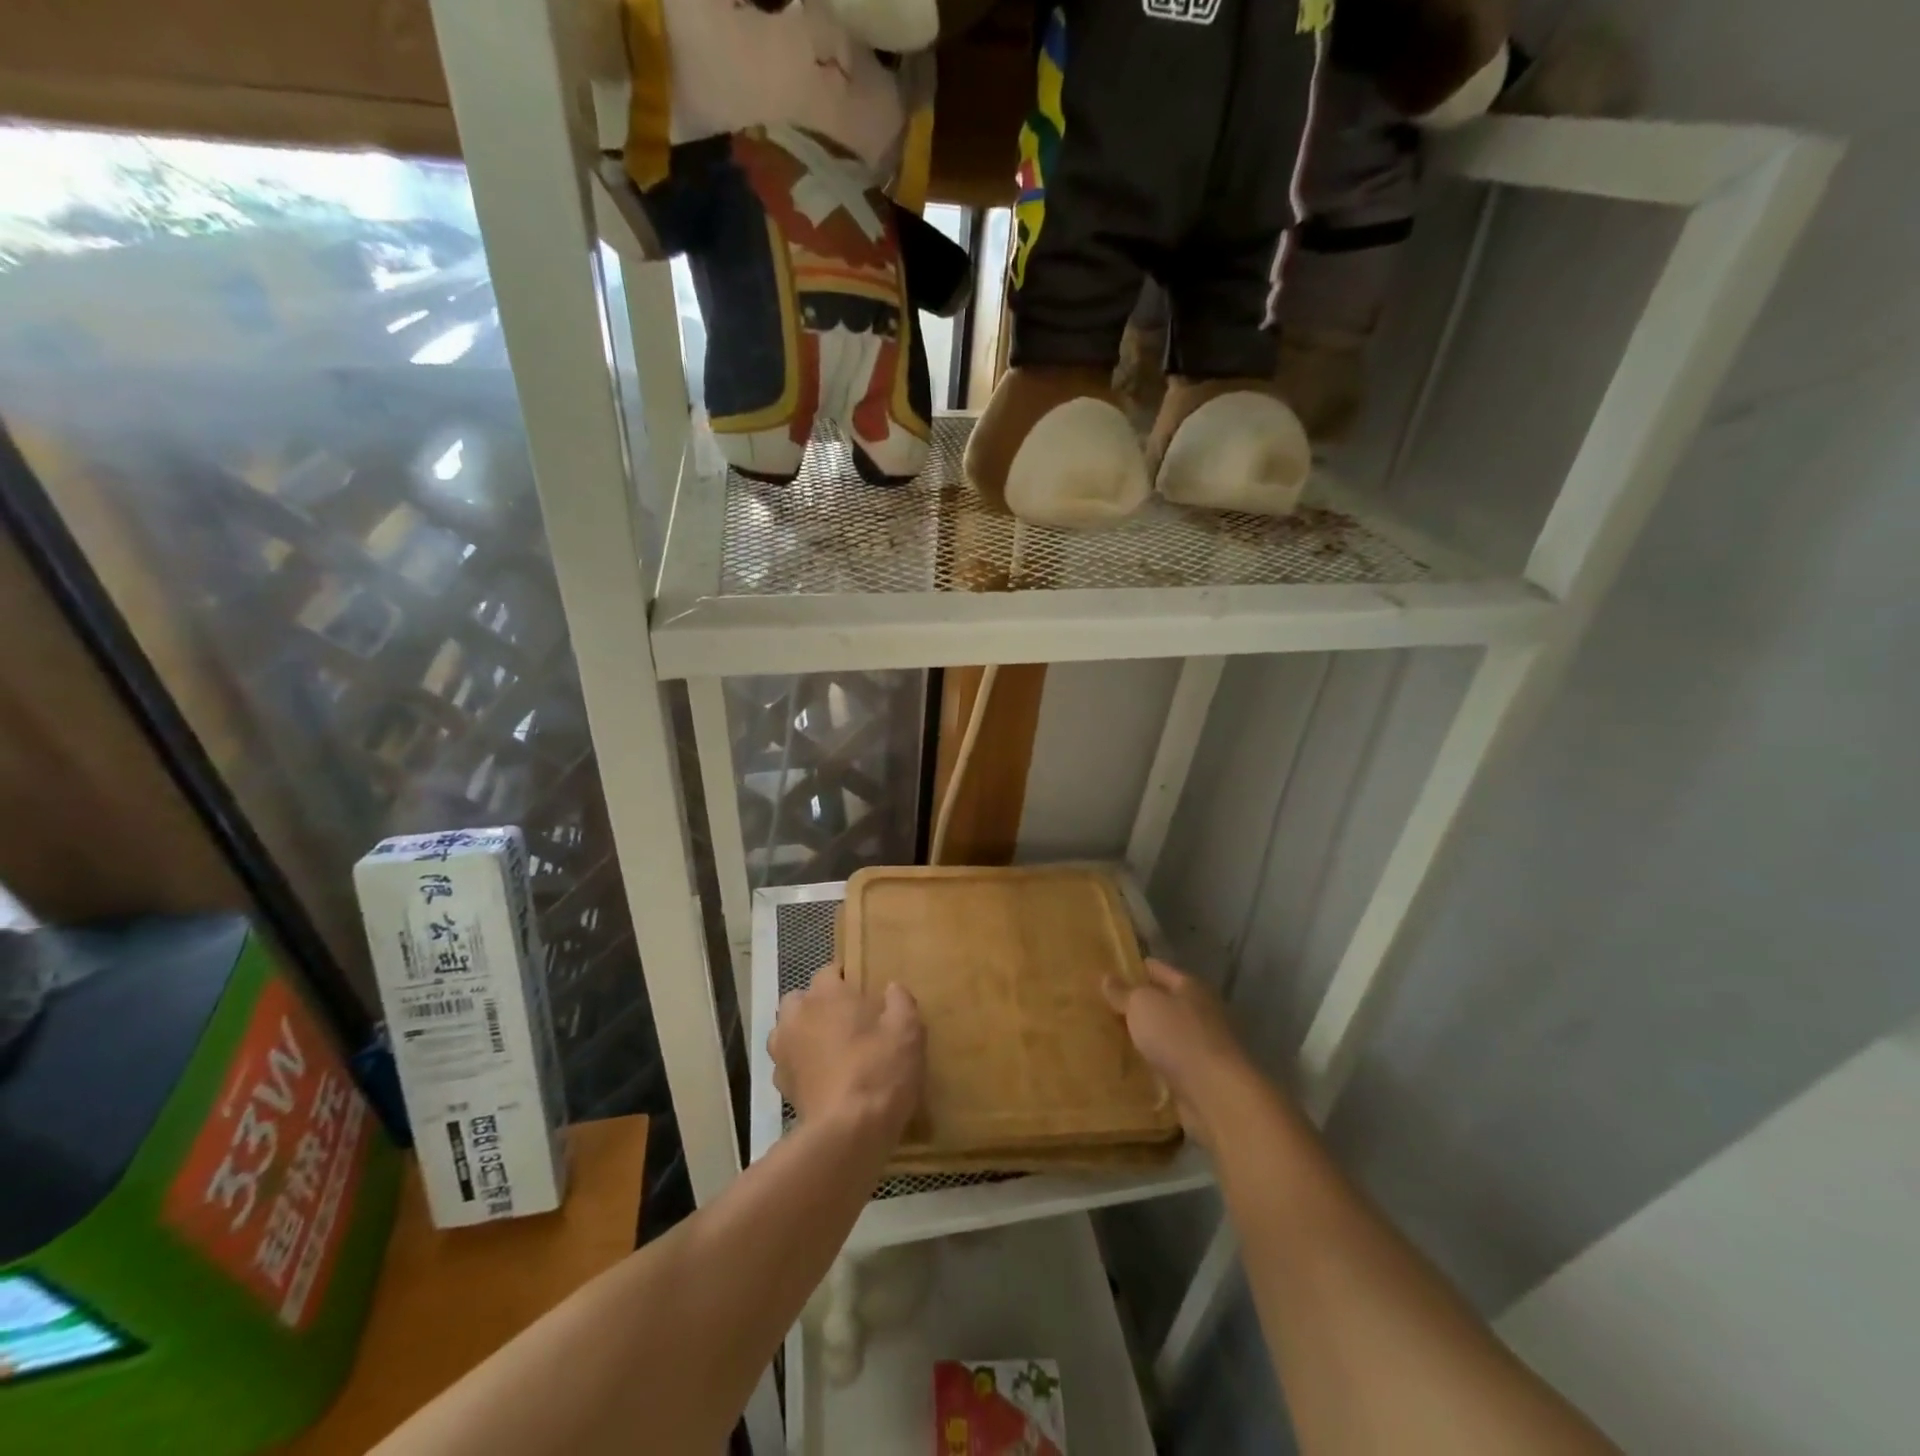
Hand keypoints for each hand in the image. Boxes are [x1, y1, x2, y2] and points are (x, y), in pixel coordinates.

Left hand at [771, 968, 925, 1144]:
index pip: (829, 971)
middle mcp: (798, 1015)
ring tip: (829, 1049)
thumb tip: (892, 988)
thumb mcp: (907, 1031)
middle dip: (818, 1004)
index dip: (846, 979)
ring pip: (788, 1029)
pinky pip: (787, 1062)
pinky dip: (800, 1064)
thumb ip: (901, 1002)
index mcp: (827, 994)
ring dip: (803, 1032)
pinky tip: (822, 1078)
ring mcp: (783, 1051)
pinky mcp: (781, 1084)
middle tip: (846, 1020)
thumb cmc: (879, 1069)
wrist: (847, 1132)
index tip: (863, 992)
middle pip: (801, 998)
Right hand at [1104, 960, 1261, 1150]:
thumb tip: (1107, 978)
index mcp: (1190, 987)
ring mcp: (1200, 1046)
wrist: (1215, 1095)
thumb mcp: (1143, 1005)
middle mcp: (1199, 1012)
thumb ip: (1124, 992)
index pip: (1157, 969)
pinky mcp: (1197, 1077)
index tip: (1106, 972)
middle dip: (1135, 1006)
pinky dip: (1150, 1065)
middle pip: (1162, 1003)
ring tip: (1108, 1038)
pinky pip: (1166, 1064)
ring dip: (1142, 1037)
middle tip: (1100, 1007)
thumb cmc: (1178, 1036)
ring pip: (1163, 1035)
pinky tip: (1127, 1067)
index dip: (1133, 969)